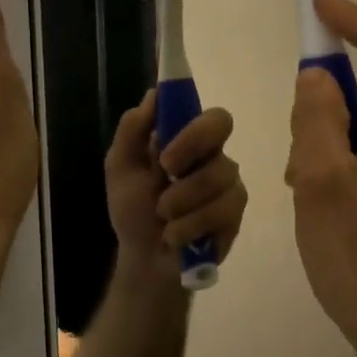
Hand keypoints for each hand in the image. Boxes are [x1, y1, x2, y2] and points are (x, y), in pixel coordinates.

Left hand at [105, 89, 247, 283]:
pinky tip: (176, 236)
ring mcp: (228, 184)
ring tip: (163, 218)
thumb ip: (133, 129)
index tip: (165, 154)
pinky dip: (190, 226)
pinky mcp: (235, 215)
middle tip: (165, 177)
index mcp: (186, 139)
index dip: (192, 126)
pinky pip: (222, 210)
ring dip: (181, 201)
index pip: (207, 112)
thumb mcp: (120, 168)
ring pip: (218, 176)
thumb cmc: (133, 211)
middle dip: (190, 151)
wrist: (145, 261)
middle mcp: (213, 155)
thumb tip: (154, 95)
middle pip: (222, 127)